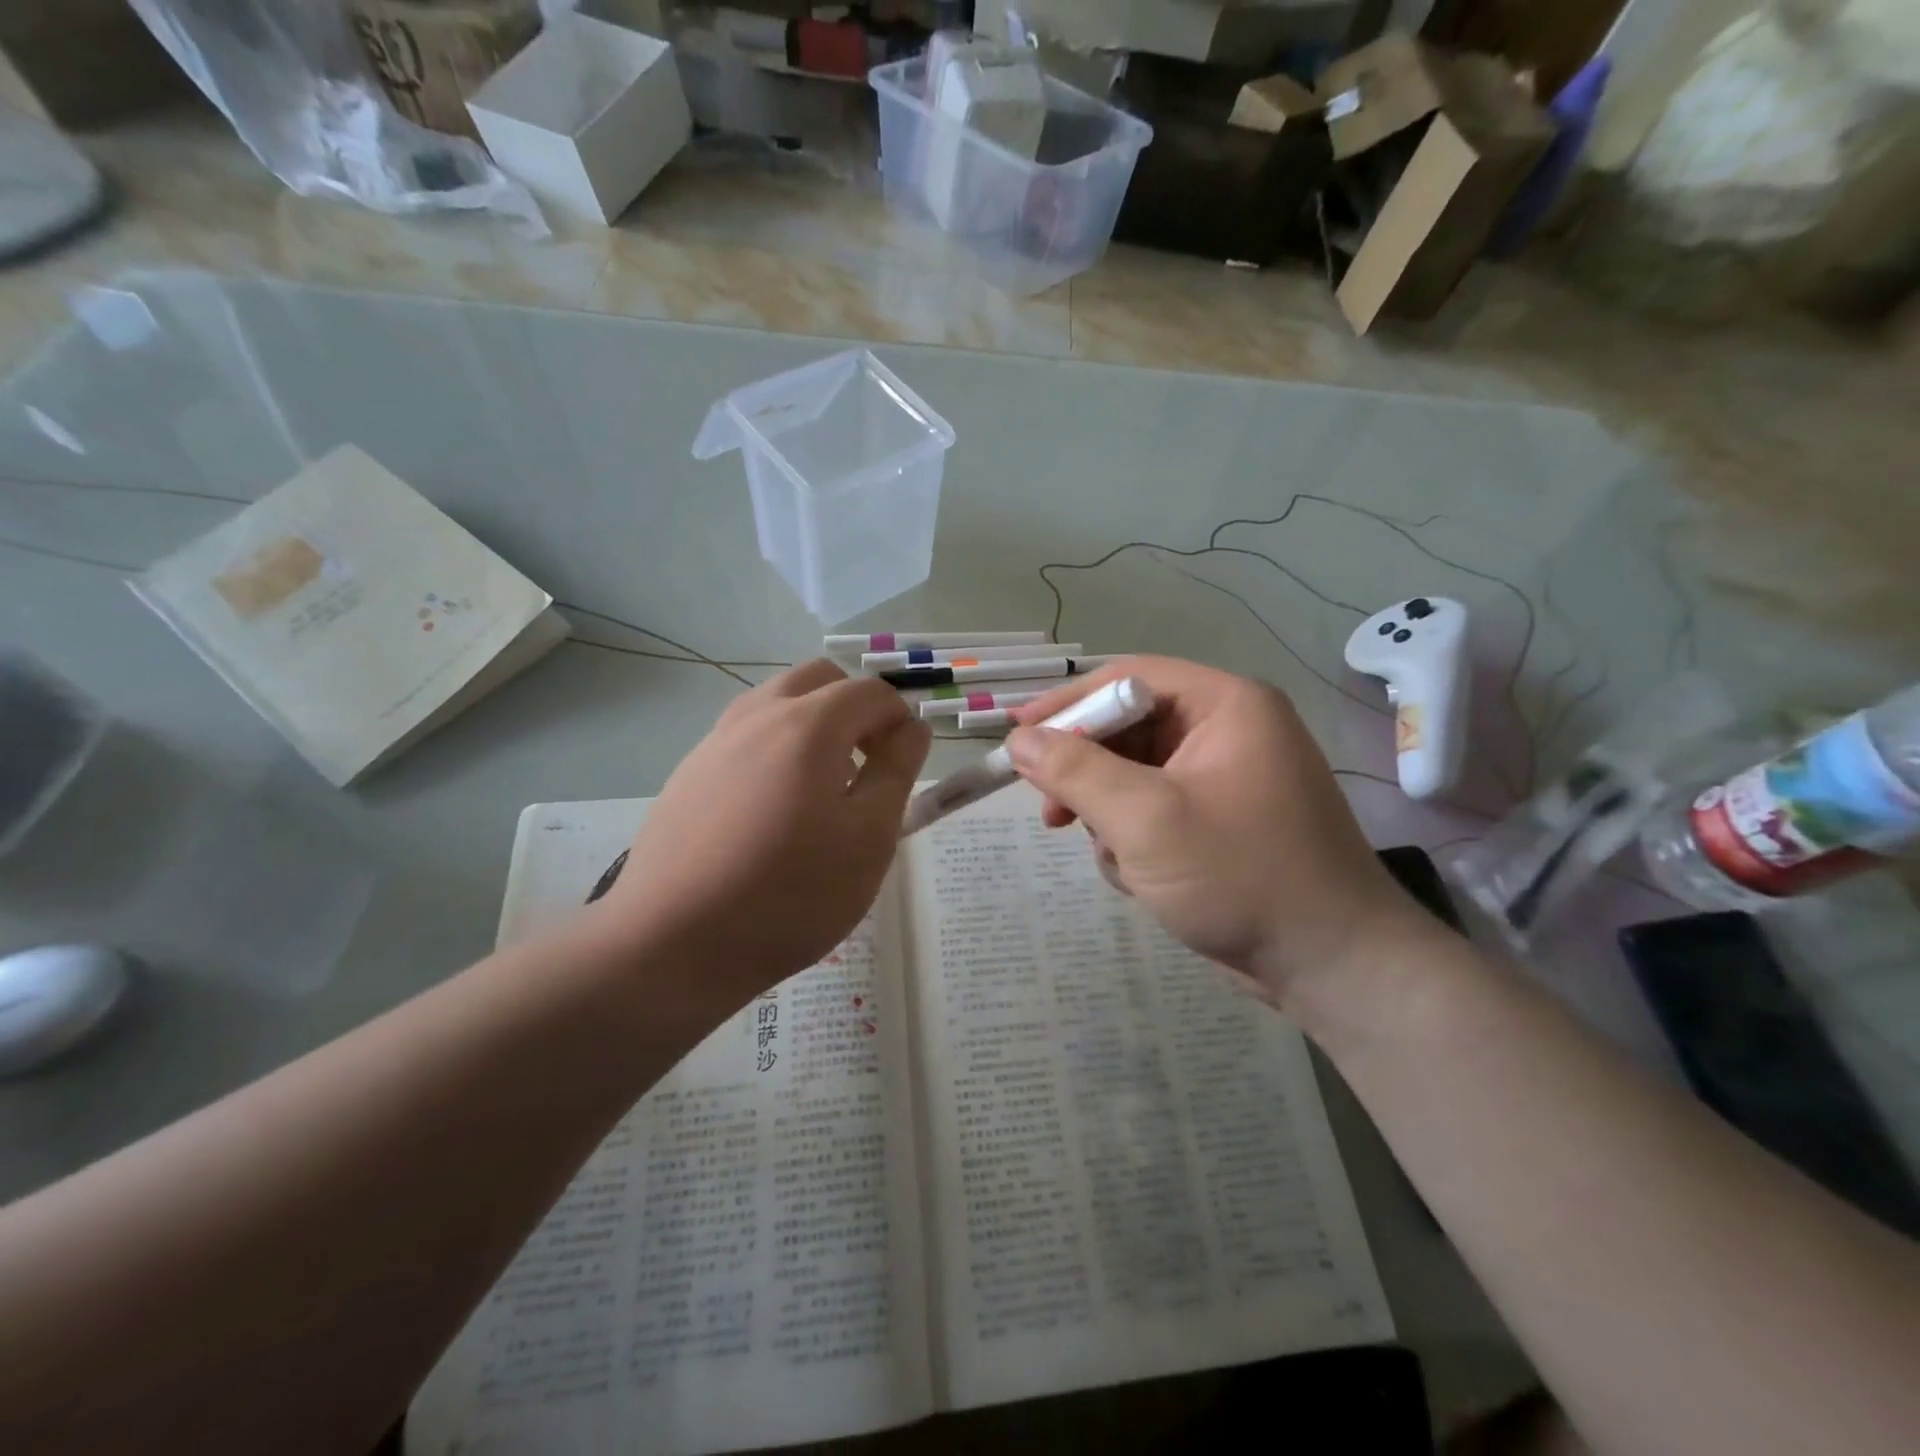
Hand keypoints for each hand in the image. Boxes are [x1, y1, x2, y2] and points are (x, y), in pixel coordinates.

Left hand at [595, 659, 928, 997]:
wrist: (671, 943)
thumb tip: (912, 728)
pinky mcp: (688, 773)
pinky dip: (774, 750)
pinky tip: (771, 815)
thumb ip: (897, 772)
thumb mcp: (869, 838)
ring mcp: (714, 742)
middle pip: (818, 679)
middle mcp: (757, 716)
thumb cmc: (789, 894)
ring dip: (812, 726)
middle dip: (854, 708)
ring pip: (776, 704)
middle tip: (867, 766)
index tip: (905, 766)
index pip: (870, 691)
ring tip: (822, 792)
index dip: (901, 719)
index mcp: (808, 724)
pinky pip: (744, 738)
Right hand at [1006, 657, 1424, 1000]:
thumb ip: (1075, 770)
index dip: (1067, 704)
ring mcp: (1228, 780)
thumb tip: (1018, 739)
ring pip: (1137, 777)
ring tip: (1114, 859)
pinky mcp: (1223, 824)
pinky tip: (1143, 880)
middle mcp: (1230, 731)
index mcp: (1226, 706)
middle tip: (1051, 813)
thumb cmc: (1240, 875)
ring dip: (1111, 816)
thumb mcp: (1145, 818)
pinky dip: (1137, 842)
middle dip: (1088, 774)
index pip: (1128, 678)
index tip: (1016, 735)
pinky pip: (1157, 812)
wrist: (1332, 966)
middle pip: (1130, 730)